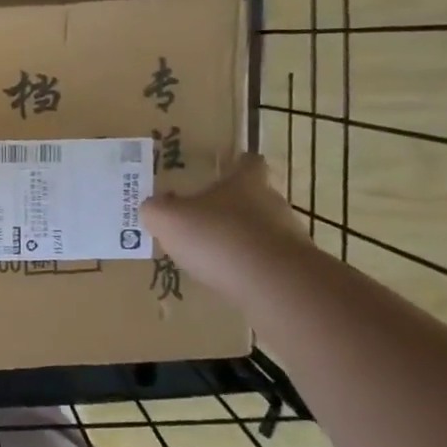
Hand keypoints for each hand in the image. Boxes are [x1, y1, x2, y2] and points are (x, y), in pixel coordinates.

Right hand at [140, 155, 304, 290]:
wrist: (272, 284)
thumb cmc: (218, 237)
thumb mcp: (168, 219)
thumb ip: (156, 209)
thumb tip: (152, 206)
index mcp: (246, 182)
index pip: (249, 162)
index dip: (237, 164)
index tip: (224, 170)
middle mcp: (273, 202)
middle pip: (255, 197)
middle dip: (233, 207)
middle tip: (206, 218)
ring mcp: (288, 236)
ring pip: (262, 230)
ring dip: (242, 239)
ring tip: (215, 256)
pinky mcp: (294, 268)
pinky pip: (267, 261)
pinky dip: (250, 267)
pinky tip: (230, 279)